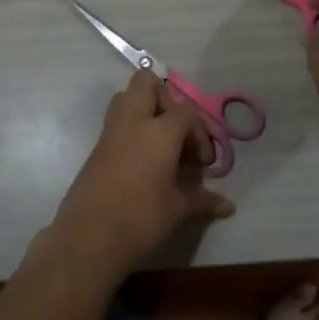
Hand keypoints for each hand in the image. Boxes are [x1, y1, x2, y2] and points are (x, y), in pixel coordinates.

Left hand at [42, 71, 234, 280]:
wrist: (90, 236)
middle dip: (166, 99)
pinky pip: (116, 121)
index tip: (202, 164)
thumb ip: (203, 199)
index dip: (200, 134)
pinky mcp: (96, 147)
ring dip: (145, 110)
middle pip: (146, 82)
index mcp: (158, 130)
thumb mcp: (178, 209)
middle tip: (177, 133)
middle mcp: (132, 121)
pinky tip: (144, 161)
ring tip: (161, 144)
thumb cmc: (141, 218)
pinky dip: (132, 130)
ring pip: (126, 97)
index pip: (186, 112)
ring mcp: (110, 131)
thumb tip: (228, 206)